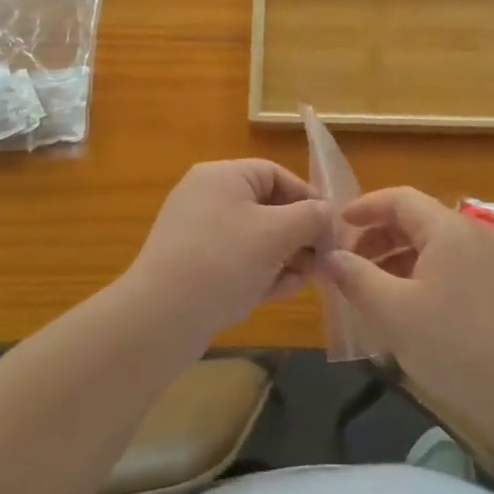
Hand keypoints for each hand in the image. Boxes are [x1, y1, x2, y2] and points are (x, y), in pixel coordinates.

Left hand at [126, 160, 330, 345]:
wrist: (160, 318)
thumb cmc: (223, 261)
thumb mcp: (276, 233)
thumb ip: (311, 217)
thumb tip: (327, 215)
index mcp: (223, 176)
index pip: (277, 175)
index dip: (309, 198)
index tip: (333, 229)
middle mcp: (208, 197)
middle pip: (268, 207)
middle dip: (300, 235)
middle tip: (325, 262)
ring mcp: (198, 233)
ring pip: (256, 238)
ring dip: (286, 257)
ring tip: (308, 281)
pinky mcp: (194, 266)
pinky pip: (237, 260)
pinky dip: (262, 272)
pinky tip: (282, 292)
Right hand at [325, 186, 493, 439]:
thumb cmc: (451, 345)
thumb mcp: (392, 311)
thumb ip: (356, 277)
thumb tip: (329, 256)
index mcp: (449, 230)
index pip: (401, 199)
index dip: (365, 207)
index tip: (336, 226)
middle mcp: (473, 235)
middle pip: (418, 220)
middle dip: (378, 236)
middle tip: (347, 263)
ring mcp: (490, 261)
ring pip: (434, 245)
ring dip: (397, 258)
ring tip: (368, 287)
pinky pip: (450, 266)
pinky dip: (420, 274)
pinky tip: (402, 305)